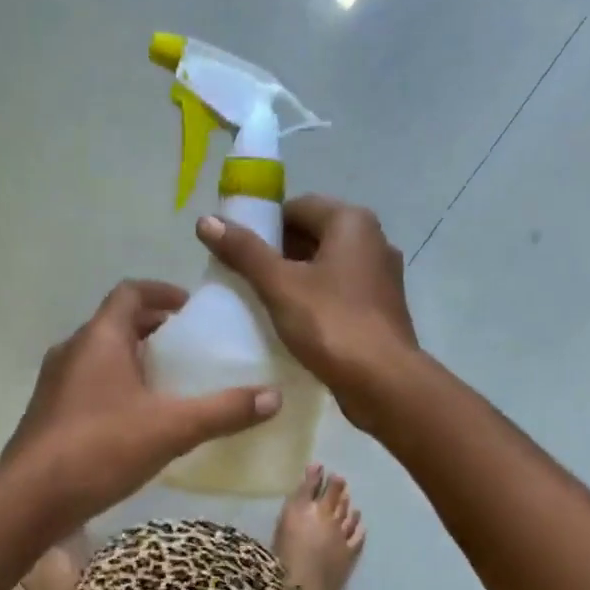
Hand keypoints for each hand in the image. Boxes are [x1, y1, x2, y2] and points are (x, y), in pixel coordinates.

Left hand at [6, 279, 280, 525]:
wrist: (30, 499)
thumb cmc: (101, 447)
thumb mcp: (172, 428)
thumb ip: (224, 410)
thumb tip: (274, 396)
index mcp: (100, 337)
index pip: (131, 292)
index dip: (164, 293)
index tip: (193, 310)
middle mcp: (74, 350)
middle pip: (118, 323)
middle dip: (156, 330)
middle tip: (192, 350)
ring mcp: (57, 382)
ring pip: (103, 356)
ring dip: (136, 360)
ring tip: (173, 384)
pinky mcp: (51, 413)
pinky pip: (91, 384)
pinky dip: (118, 387)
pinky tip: (141, 421)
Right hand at [196, 194, 418, 430]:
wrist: (383, 382)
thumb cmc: (331, 324)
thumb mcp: (280, 285)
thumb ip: (244, 251)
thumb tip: (206, 220)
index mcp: (352, 222)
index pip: (297, 207)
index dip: (262, 225)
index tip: (236, 251)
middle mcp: (373, 241)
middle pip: (312, 235)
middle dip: (277, 253)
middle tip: (243, 277)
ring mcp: (381, 276)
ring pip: (326, 267)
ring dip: (295, 279)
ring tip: (261, 301)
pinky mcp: (381, 309)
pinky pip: (339, 292)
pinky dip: (315, 299)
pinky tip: (292, 322)